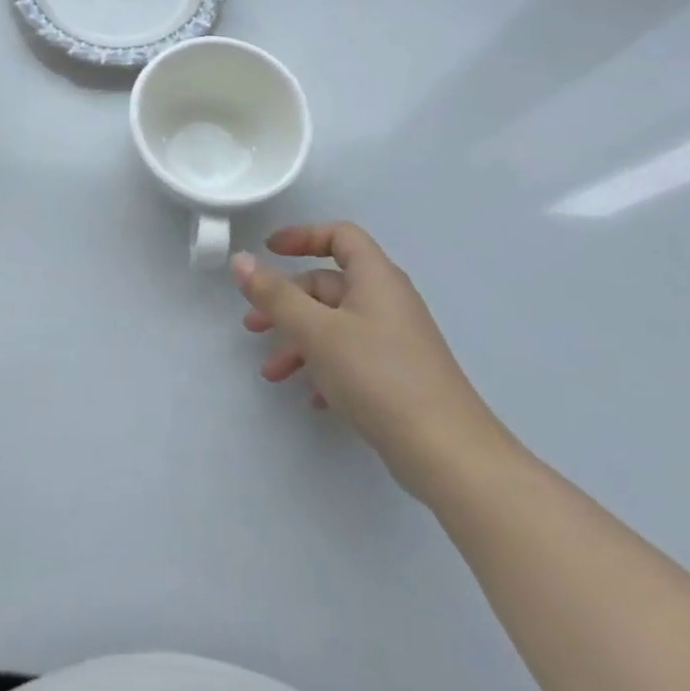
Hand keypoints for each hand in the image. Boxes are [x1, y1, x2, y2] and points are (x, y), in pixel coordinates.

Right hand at [234, 223, 511, 502]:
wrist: (448, 454)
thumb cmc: (378, 376)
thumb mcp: (316, 332)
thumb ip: (275, 295)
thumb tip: (240, 260)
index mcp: (375, 277)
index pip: (339, 236)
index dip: (302, 237)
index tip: (268, 251)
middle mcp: (387, 301)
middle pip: (329, 285)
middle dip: (287, 303)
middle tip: (253, 327)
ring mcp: (396, 340)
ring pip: (336, 325)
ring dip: (299, 342)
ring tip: (272, 372)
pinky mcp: (399, 376)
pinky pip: (352, 357)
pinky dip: (324, 368)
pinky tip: (309, 397)